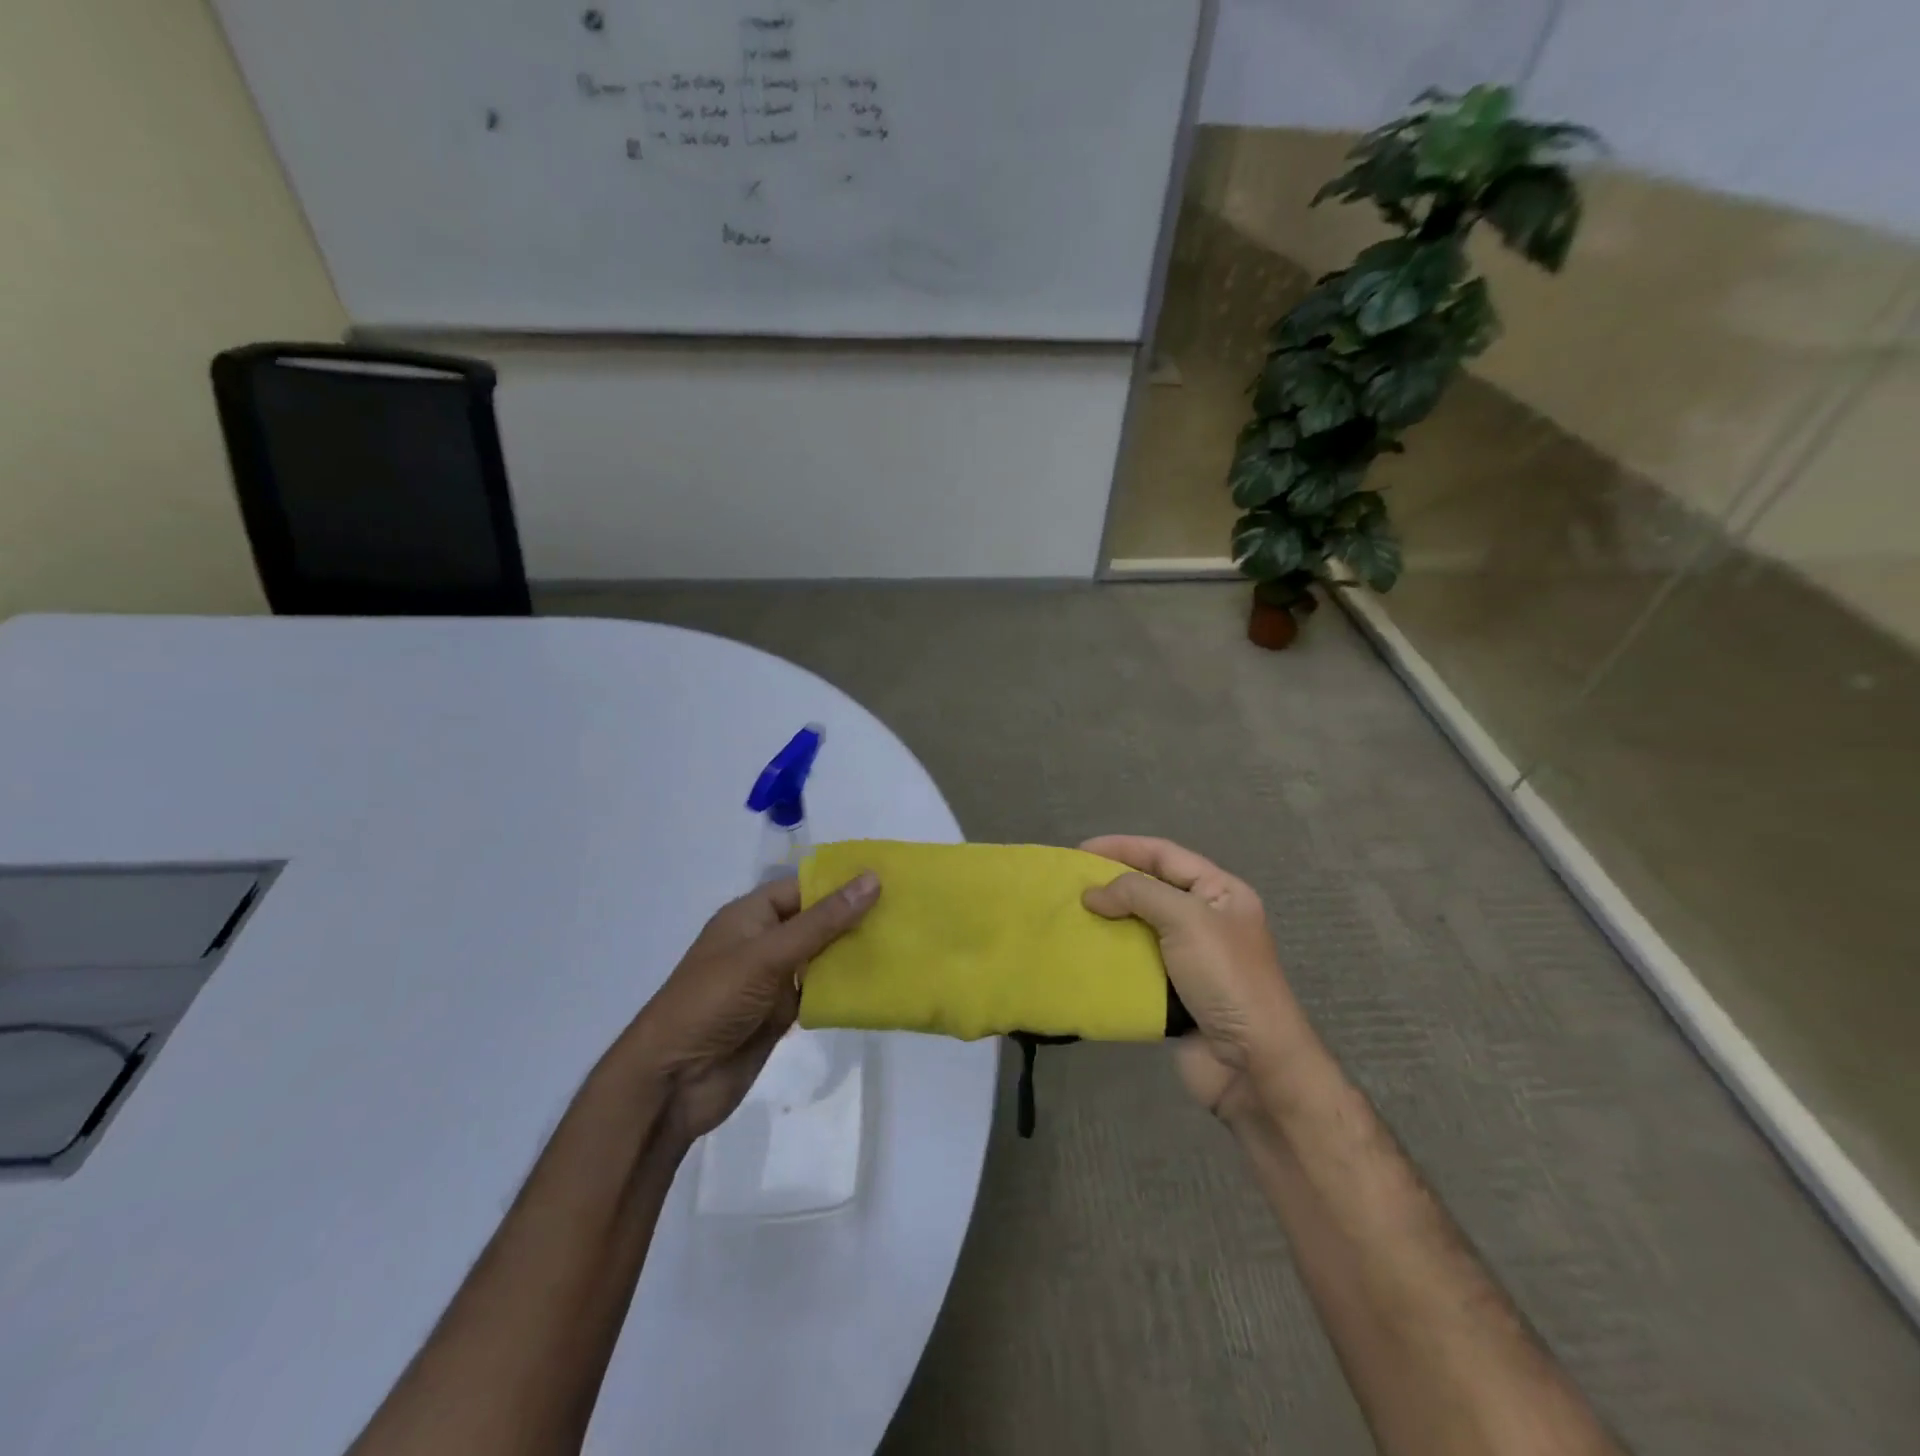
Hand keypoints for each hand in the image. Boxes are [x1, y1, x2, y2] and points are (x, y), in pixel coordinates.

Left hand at [625, 870, 879, 1140]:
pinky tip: (881, 983)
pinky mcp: (782, 1014)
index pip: (804, 887)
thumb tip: (871, 879)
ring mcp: (773, 980)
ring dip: (855, 953)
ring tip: (905, 943)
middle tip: (909, 912)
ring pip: (823, 957)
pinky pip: (820, 992)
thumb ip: (822, 921)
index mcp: (751, 915)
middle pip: (818, 921)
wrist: (673, 1082)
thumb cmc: (712, 1002)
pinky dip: (845, 988)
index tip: (890, 879)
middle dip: (856, 917)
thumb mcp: (768, 954)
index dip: (843, 882)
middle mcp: (764, 942)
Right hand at [1081, 836, 1307, 1124]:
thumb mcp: (1186, 919)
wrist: (1252, 1065)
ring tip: (1069, 917)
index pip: (1165, 855)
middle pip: (1150, 889)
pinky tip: (1083, 953)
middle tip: (1069, 885)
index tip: (1080, 851)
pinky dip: (1110, 958)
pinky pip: (1135, 964)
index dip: (1123, 847)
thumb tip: (1092, 894)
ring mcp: (1190, 958)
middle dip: (1111, 885)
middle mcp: (1206, 919)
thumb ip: (1138, 894)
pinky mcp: (1173, 992)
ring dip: (1107, 922)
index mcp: (1221, 892)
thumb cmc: (1226, 978)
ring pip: (1139, 928)